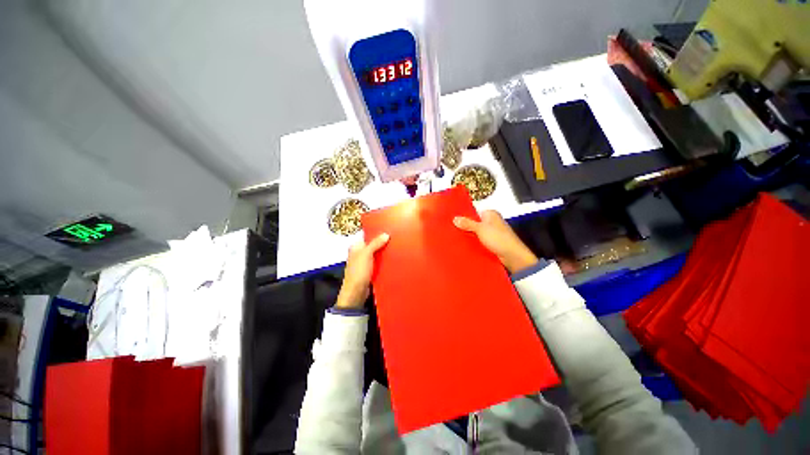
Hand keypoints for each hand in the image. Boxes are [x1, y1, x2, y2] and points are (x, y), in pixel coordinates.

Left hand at [336, 233, 389, 308]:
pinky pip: (379, 262)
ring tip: (397, 246)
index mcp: (356, 246)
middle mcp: (360, 252)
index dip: (377, 232)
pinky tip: (394, 258)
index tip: (389, 229)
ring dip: (385, 251)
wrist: (356, 293)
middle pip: (373, 244)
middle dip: (383, 242)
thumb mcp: (366, 254)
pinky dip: (385, 260)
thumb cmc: (358, 272)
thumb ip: (375, 243)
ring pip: (377, 253)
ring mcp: (366, 262)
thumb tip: (386, 234)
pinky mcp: (371, 270)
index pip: (367, 235)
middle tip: (396, 237)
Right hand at [453, 210, 537, 273]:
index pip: (474, 212)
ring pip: (476, 233)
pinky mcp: (491, 243)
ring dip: (469, 236)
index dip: (464, 216)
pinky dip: (473, 243)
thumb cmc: (499, 239)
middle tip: (453, 230)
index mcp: (490, 214)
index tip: (453, 220)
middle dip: (465, 227)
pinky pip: (479, 241)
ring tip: (456, 239)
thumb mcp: (480, 229)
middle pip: (474, 223)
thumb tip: (455, 218)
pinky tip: (465, 246)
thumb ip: (467, 223)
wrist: (512, 256)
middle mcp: (491, 222)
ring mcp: (492, 233)